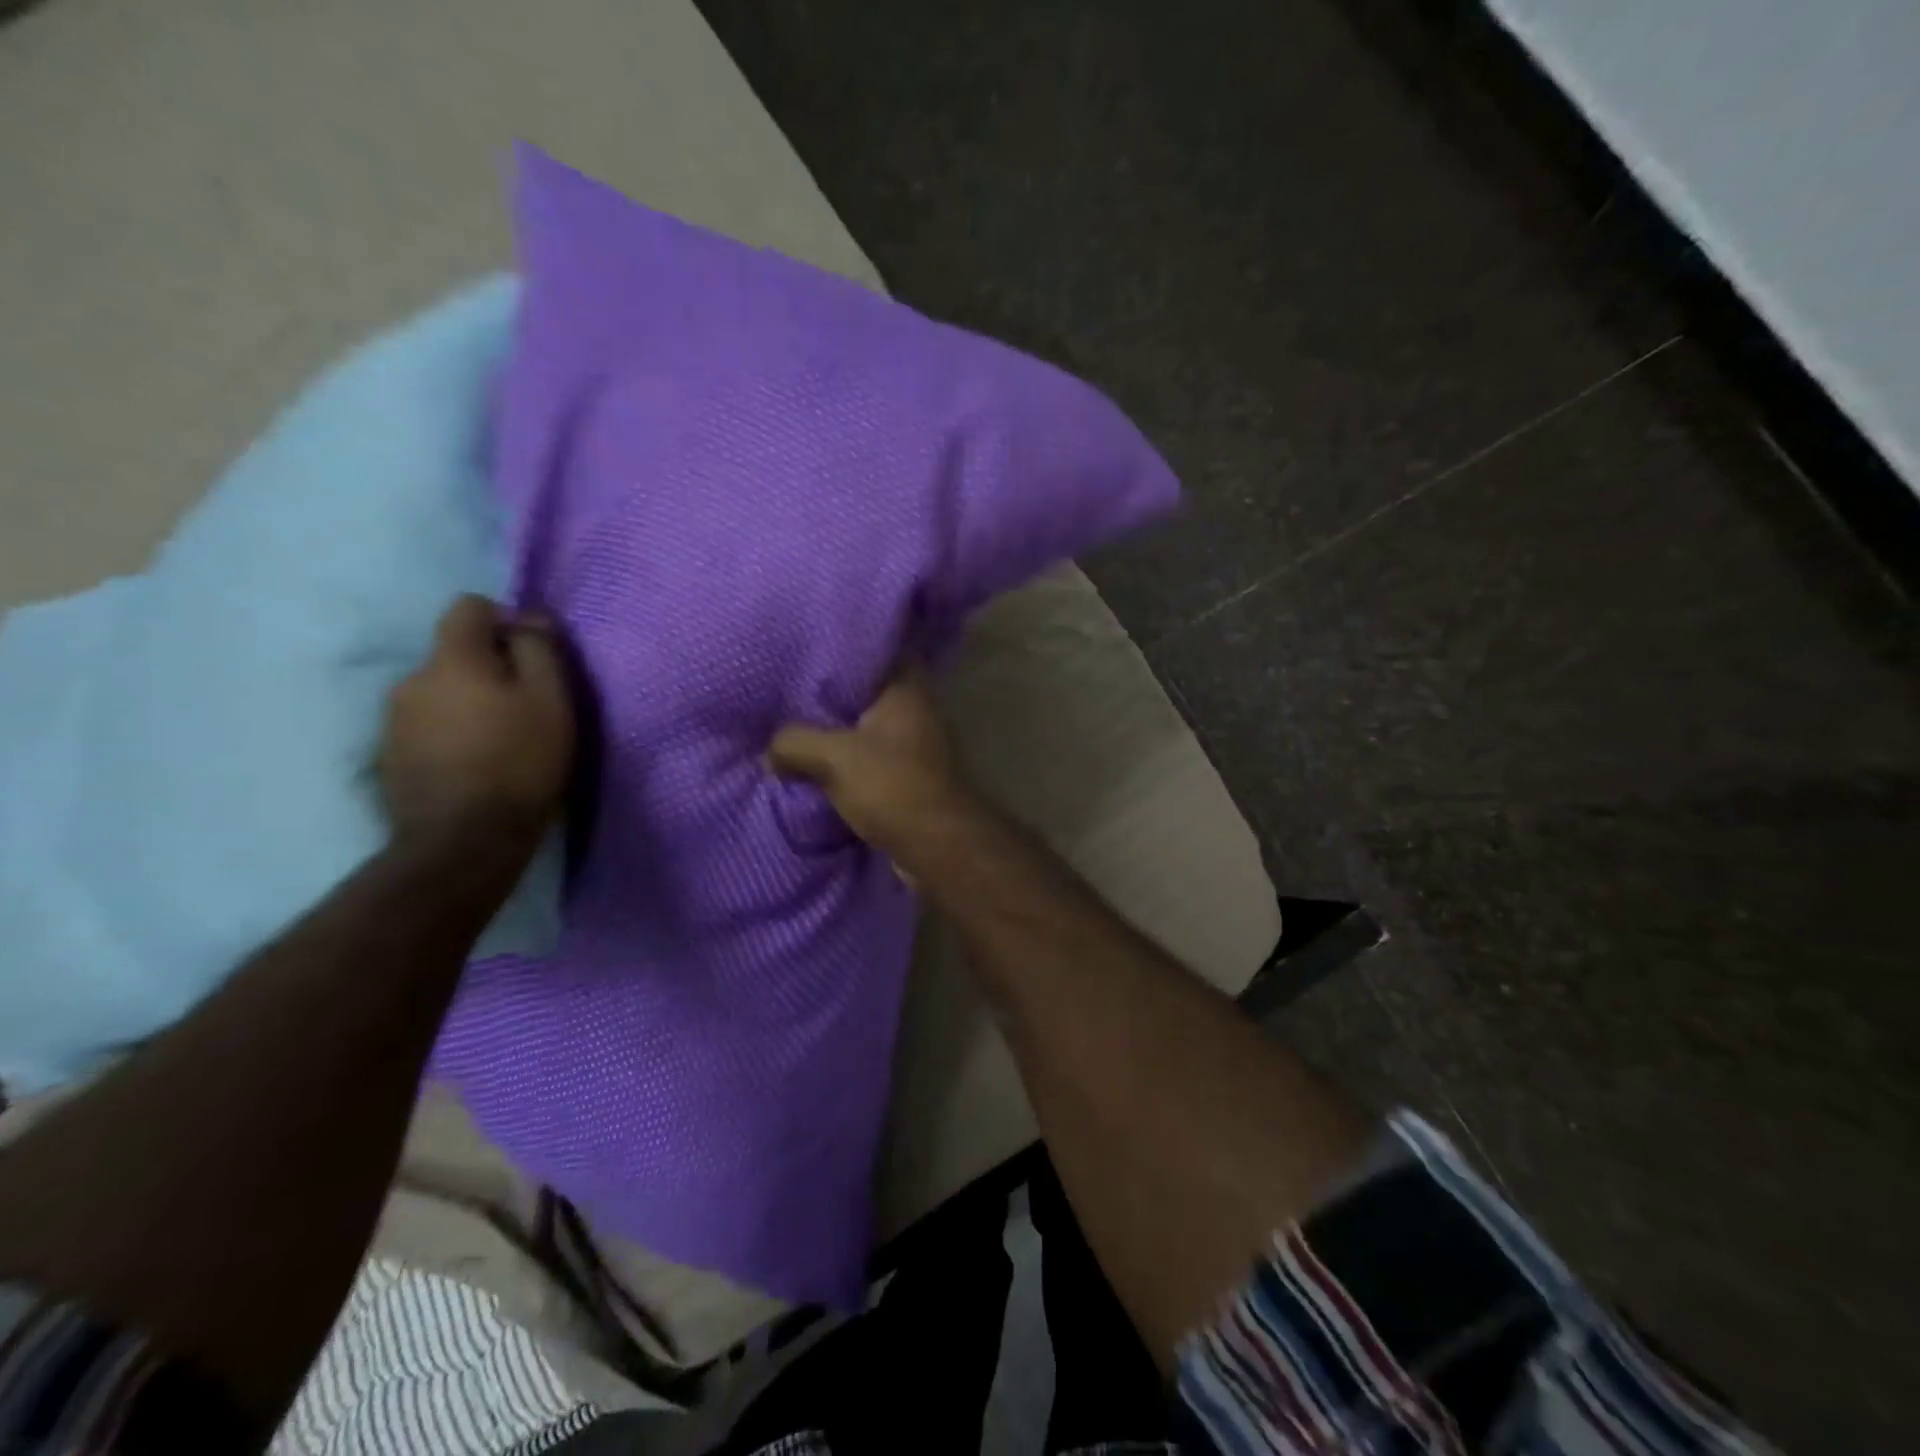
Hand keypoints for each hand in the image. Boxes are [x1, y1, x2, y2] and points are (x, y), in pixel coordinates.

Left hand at [378, 595, 575, 848]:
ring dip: (468, 703)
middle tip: (524, 706)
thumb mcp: (551, 701)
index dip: (504, 621)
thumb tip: (529, 615)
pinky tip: (474, 764)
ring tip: (499, 740)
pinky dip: (450, 733)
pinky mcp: (390, 756)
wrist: (464, 840)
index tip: (531, 656)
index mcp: (453, 659)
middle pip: (454, 653)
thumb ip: (539, 650)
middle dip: (488, 668)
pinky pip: (426, 726)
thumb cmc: (520, 762)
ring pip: (439, 691)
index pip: (468, 606)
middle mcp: (412, 678)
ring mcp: (394, 719)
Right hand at [769, 665, 973, 865]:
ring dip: (839, 733)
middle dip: (833, 694)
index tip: (811, 648)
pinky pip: (871, 758)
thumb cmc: (892, 786)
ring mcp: (917, 745)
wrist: (937, 845)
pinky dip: (849, 761)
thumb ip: (795, 742)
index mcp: (906, 690)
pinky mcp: (911, 776)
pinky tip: (817, 765)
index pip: (880, 650)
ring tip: (796, 728)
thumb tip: (769, 750)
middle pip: (870, 691)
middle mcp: (917, 710)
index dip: (847, 647)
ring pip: (869, 728)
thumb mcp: (833, 758)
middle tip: (792, 692)